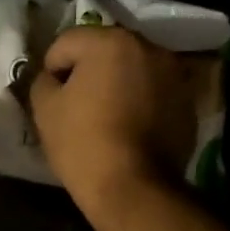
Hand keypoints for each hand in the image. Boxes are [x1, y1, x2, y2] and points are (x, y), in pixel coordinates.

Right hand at [29, 26, 196, 222]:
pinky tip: (130, 130)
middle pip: (104, 51)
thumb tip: (52, 78)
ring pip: (132, 70)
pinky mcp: (187, 102)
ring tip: (106, 119)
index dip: (51, 71)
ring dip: (117, 85)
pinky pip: (153, 92)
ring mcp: (174, 74)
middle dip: (88, 73)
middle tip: (77, 107)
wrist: (134, 189)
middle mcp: (149, 47)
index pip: (66, 43)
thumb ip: (42, 81)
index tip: (51, 101)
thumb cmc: (83, 144)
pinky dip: (140, 102)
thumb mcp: (44, 110)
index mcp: (110, 42)